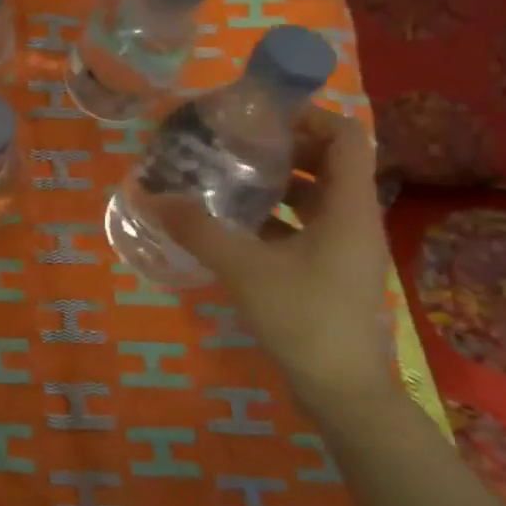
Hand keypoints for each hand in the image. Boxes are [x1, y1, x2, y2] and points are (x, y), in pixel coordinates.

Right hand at [154, 107, 394, 414]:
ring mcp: (345, 249)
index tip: (261, 115)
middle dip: (284, 147)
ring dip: (277, 183)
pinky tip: (234, 224)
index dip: (310, 116)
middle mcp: (355, 220)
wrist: (342, 390)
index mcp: (349, 208)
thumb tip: (150, 195)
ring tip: (228, 177)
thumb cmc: (303, 318)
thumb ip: (198, 229)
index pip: (347, 137)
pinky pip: (306, 227)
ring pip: (316, 197)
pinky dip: (275, 217)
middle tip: (235, 142)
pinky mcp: (331, 272)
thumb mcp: (243, 268)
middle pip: (330, 163)